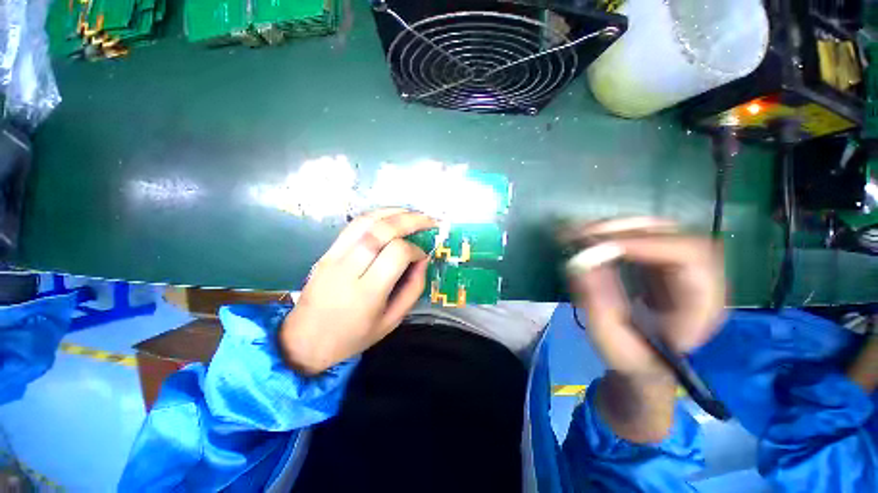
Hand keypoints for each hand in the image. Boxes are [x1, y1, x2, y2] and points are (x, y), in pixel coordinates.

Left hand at [280, 208, 435, 374]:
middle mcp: (348, 269)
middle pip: (382, 231)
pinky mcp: (327, 252)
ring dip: (393, 212)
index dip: (415, 250)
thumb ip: (413, 289)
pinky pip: (353, 225)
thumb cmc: (353, 336)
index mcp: (367, 292)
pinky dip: (375, 216)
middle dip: (410, 220)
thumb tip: (423, 260)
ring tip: (413, 213)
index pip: (397, 253)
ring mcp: (333, 257)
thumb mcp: (391, 321)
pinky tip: (390, 217)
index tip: (422, 256)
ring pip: (366, 221)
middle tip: (429, 220)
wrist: (304, 340)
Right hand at [566, 218, 725, 377]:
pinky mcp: (659, 262)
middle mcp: (698, 278)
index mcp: (701, 305)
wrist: (644, 362)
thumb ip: (596, 301)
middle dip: (623, 230)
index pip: (688, 256)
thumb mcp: (610, 337)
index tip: (596, 247)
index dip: (642, 244)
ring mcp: (679, 267)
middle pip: (673, 234)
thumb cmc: (631, 357)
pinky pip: (639, 236)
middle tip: (582, 234)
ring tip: (579, 233)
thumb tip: (577, 262)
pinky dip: (612, 232)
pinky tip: (588, 236)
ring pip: (654, 229)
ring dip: (614, 227)